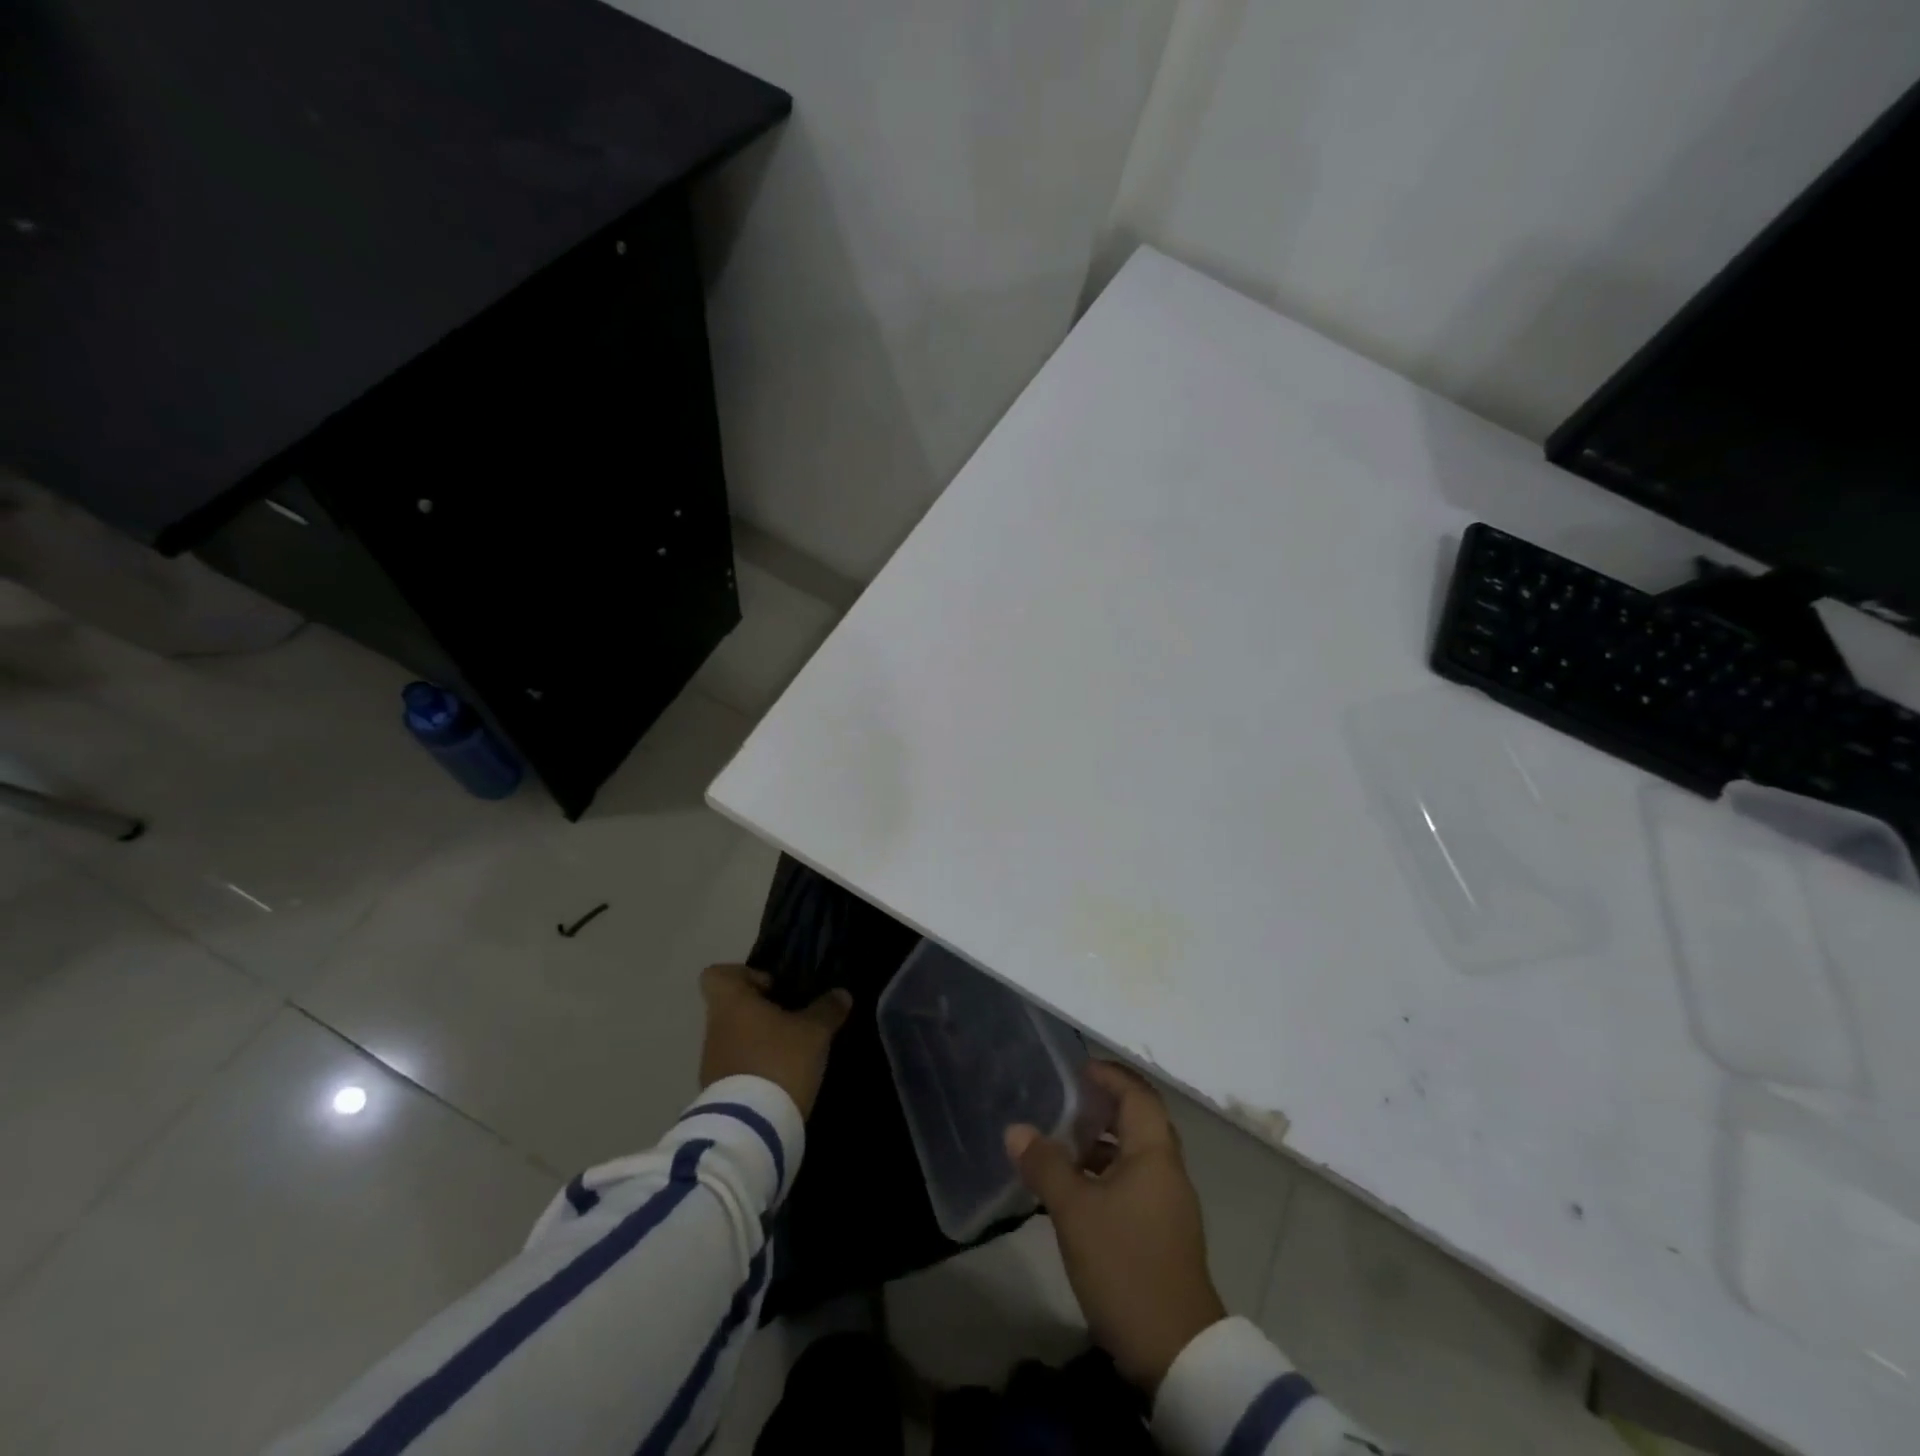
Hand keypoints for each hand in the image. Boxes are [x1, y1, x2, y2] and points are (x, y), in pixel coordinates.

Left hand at [698, 964, 851, 1118]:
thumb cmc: (780, 1061)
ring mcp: (711, 1063)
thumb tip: (841, 994)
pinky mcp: (717, 1093)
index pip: (716, 975)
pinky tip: (782, 1079)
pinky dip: (755, 1068)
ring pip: (734, 1039)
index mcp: (731, 1003)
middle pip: (731, 1008)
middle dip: (761, 1012)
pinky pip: (736, 1068)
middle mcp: (715, 1029)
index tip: (772, 988)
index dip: (743, 975)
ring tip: (792, 1053)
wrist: (752, 1127)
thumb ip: (827, 1009)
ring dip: (759, 1042)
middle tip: (792, 1021)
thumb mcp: (814, 1032)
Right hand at [1006, 1061, 1225, 1391]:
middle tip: (1067, 1102)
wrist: (1177, 1351)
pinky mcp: (1164, 1232)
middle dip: (1104, 1106)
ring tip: (1065, 1143)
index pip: (1137, 1095)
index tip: (1078, 1068)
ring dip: (1104, 1142)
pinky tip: (1078, 1190)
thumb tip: (1016, 1129)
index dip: (1109, 1076)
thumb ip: (1045, 1165)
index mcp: (1154, 1153)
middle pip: (1139, 1121)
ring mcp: (1169, 1204)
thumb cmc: (1126, 1265)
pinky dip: (1108, 1172)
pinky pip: (1135, 1182)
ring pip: (1136, 1154)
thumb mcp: (1075, 1212)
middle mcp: (1167, 1170)